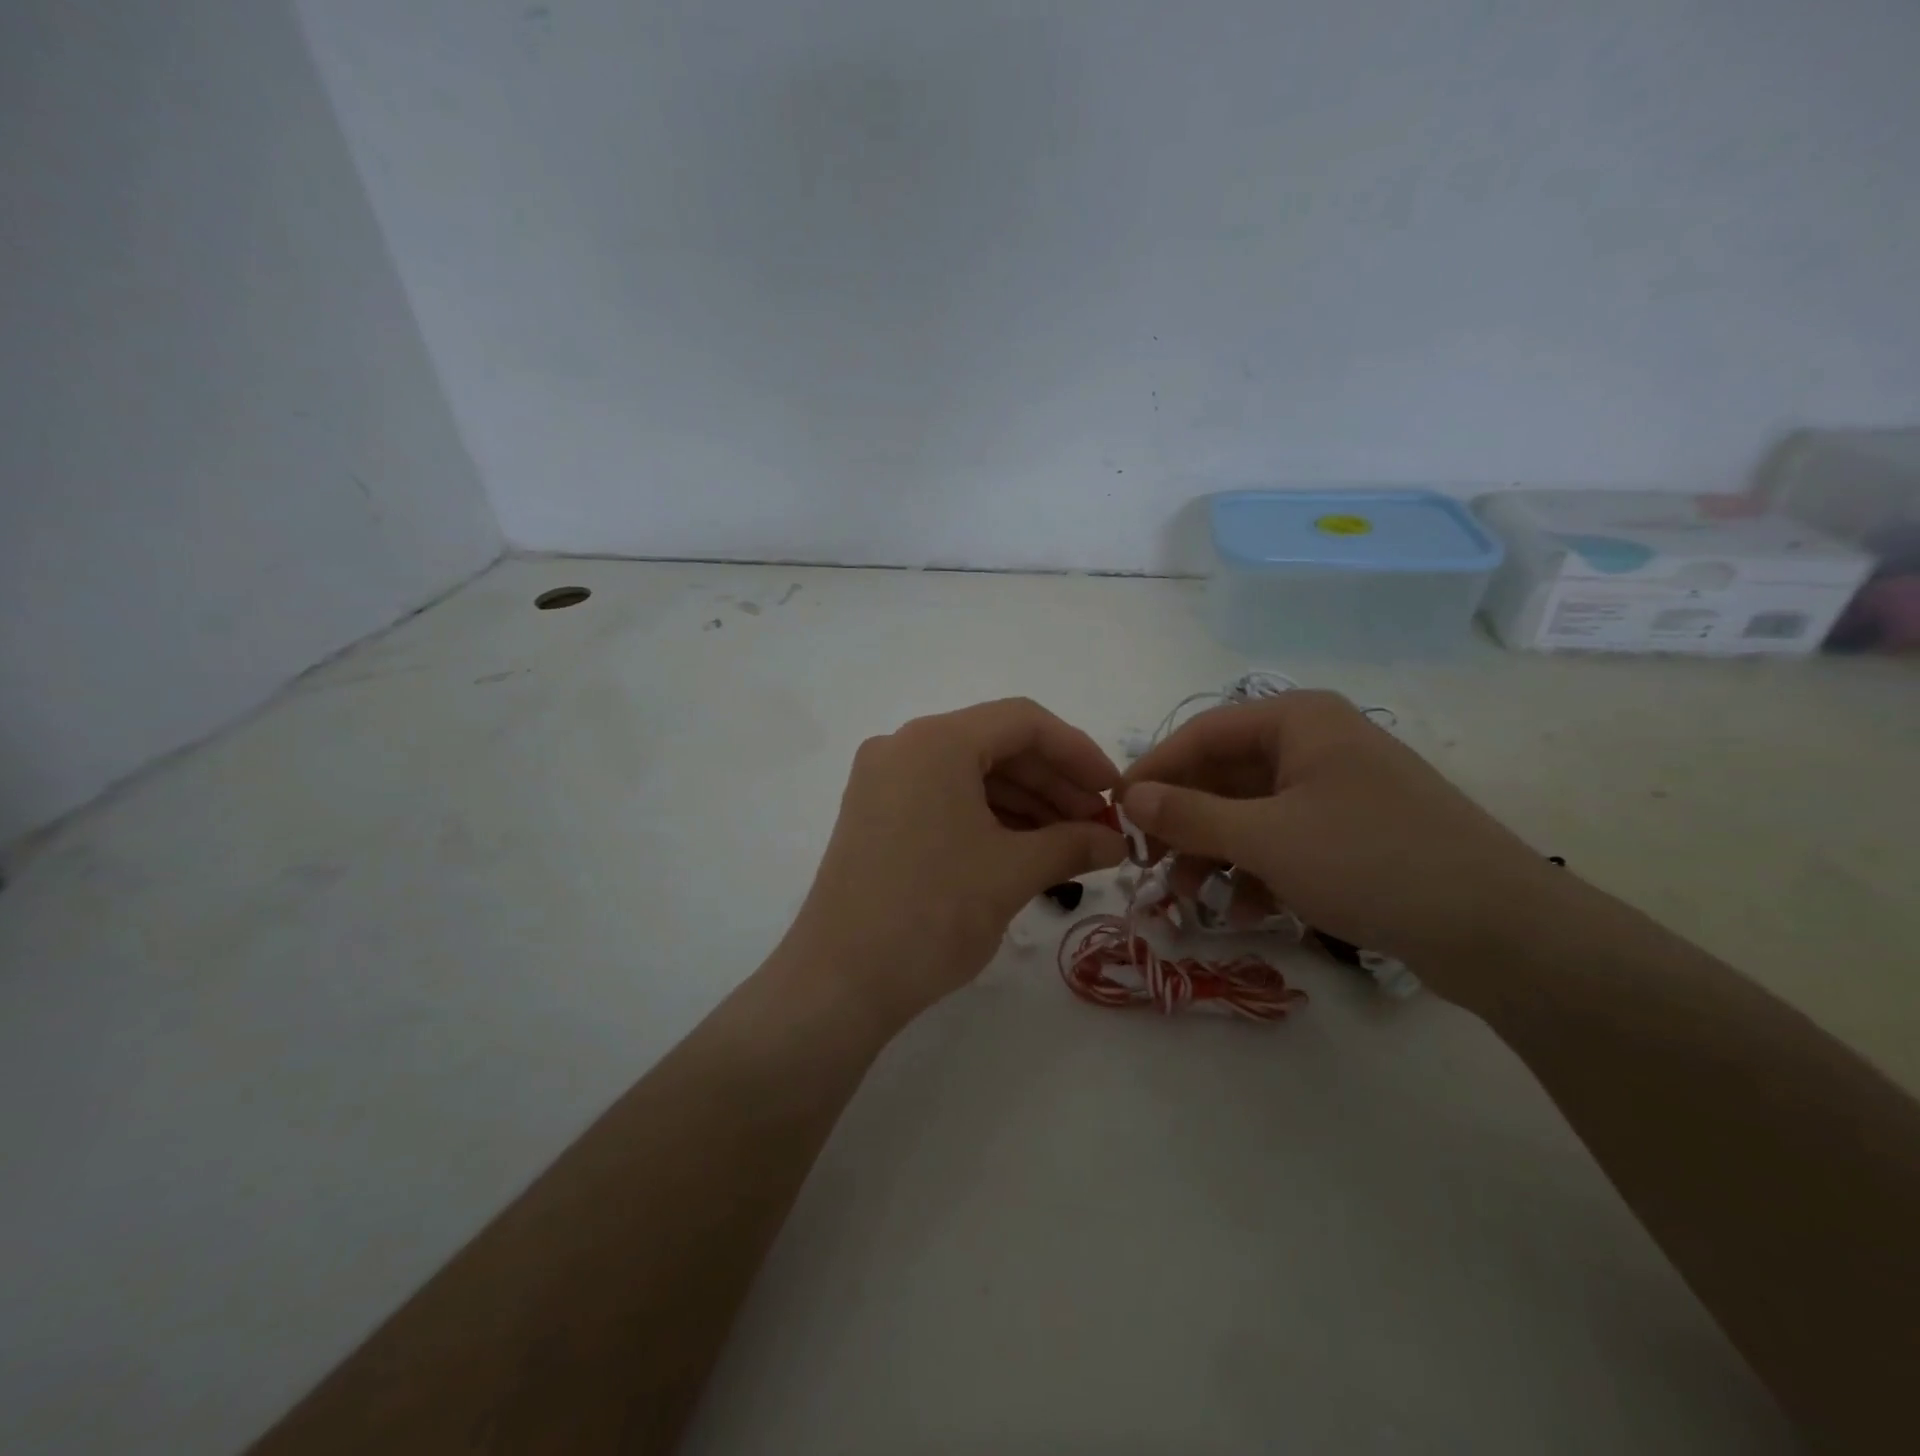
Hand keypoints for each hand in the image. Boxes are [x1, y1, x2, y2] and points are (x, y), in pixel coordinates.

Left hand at [784, 699, 1127, 1028]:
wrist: (839, 981)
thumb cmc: (932, 914)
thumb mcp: (1012, 873)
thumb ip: (1073, 845)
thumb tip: (1117, 841)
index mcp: (935, 742)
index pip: (1023, 722)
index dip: (1078, 752)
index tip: (1113, 791)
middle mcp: (903, 747)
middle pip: (996, 746)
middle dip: (1053, 783)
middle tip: (1097, 825)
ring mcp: (883, 781)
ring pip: (970, 774)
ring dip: (1024, 803)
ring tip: (1069, 843)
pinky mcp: (875, 815)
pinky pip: (943, 797)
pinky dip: (987, 816)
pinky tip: (1024, 848)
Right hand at [1119, 690, 1558, 993]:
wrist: (1501, 932)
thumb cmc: (1371, 861)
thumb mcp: (1265, 839)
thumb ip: (1188, 815)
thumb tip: (1128, 797)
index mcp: (1297, 721)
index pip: (1200, 734)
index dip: (1153, 772)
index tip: (1116, 813)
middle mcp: (1314, 744)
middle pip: (1223, 776)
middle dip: (1185, 825)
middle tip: (1149, 866)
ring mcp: (1335, 791)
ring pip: (1249, 814)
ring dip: (1215, 855)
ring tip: (1192, 900)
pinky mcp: (1351, 834)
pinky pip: (1282, 841)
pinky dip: (1255, 871)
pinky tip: (1243, 912)